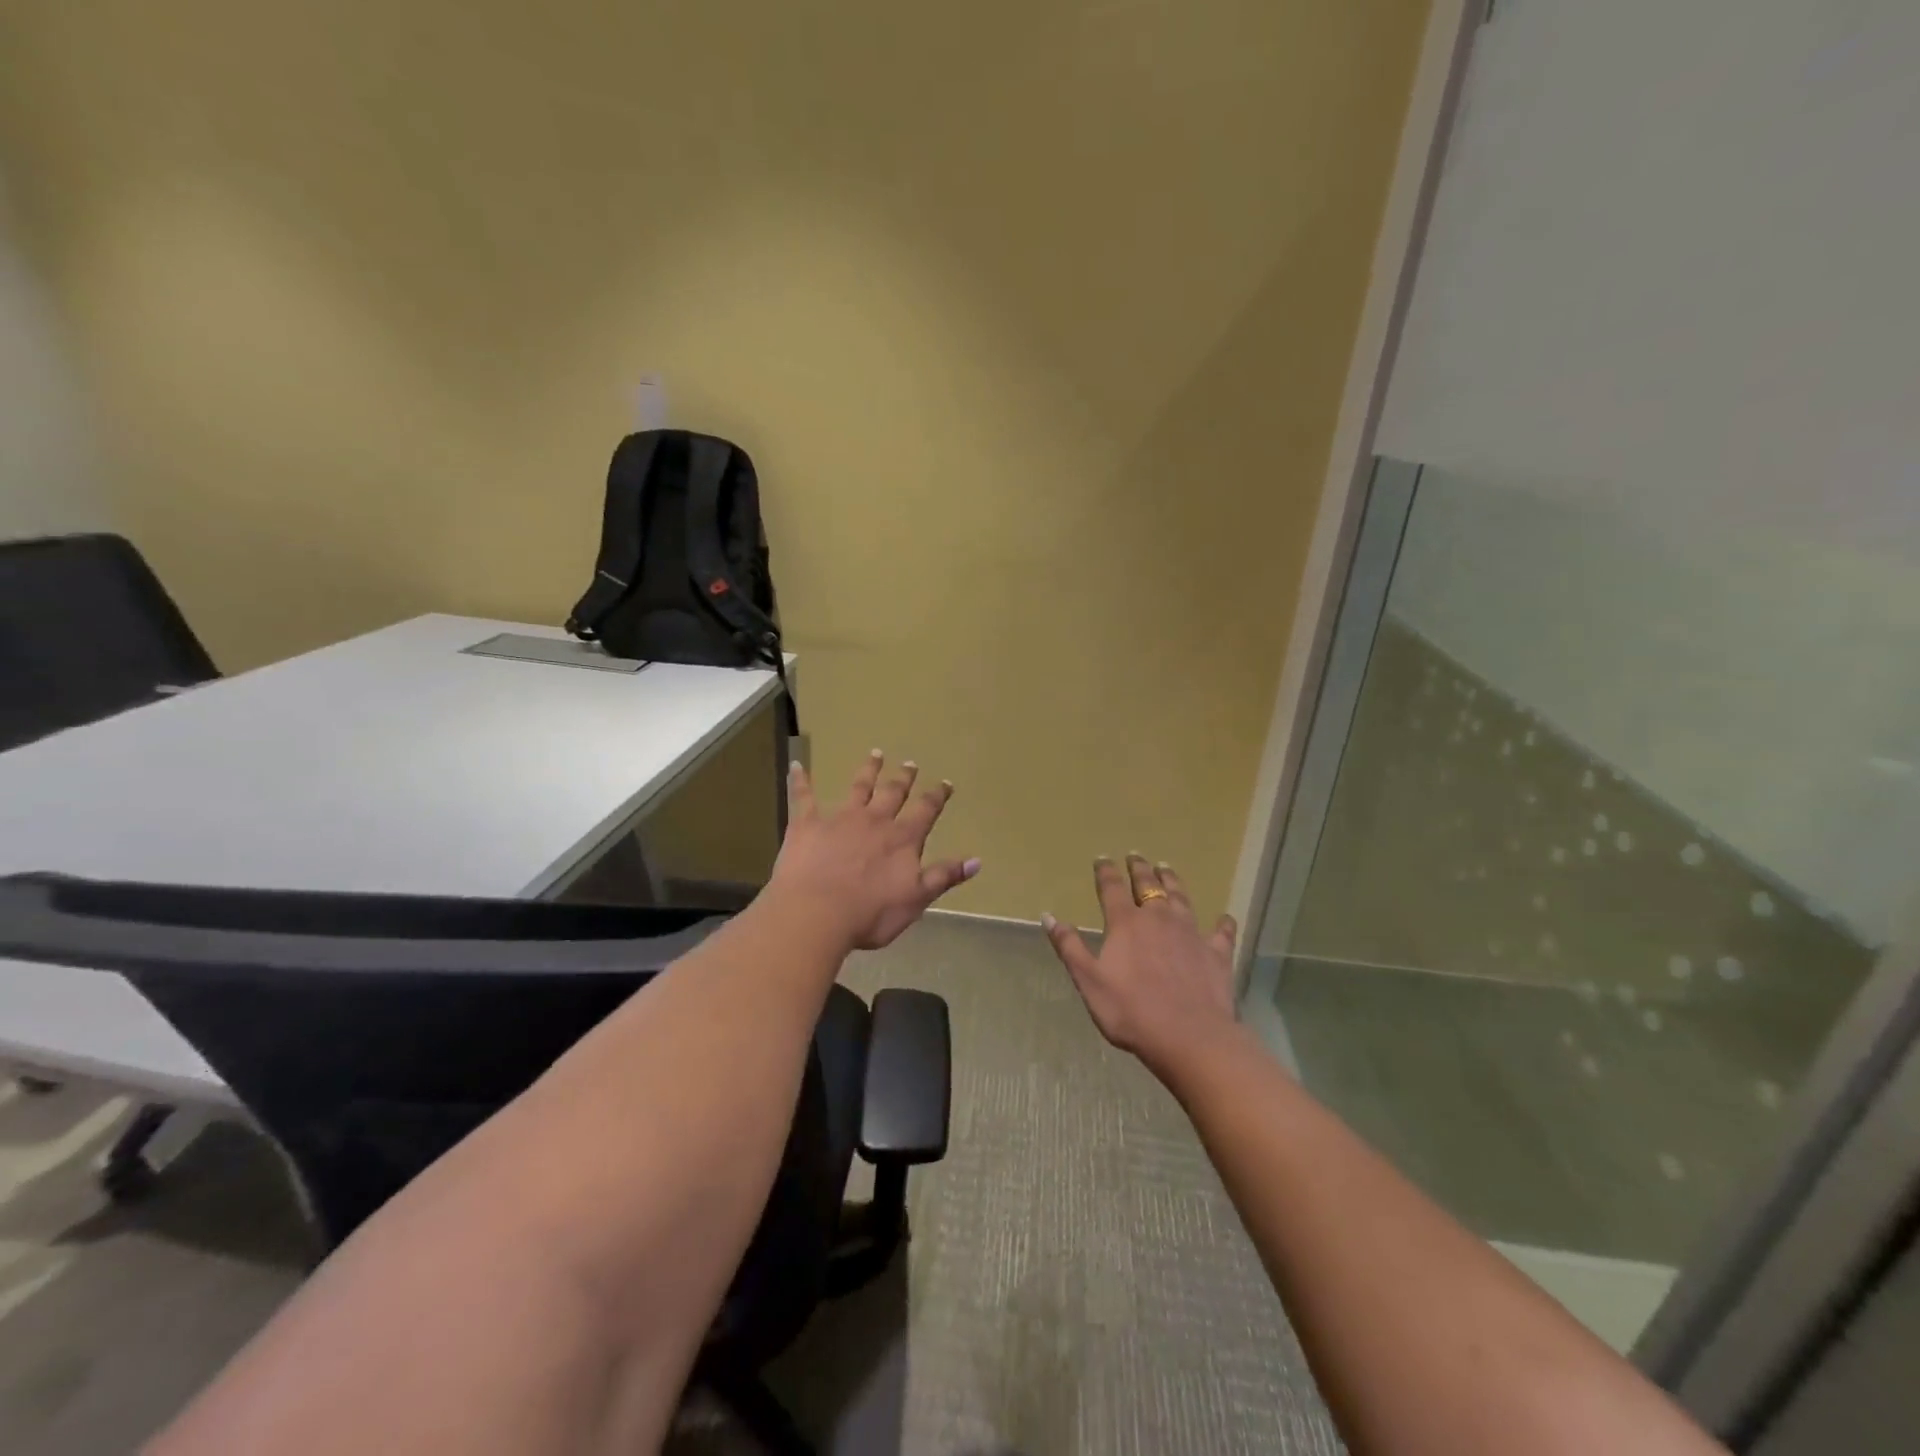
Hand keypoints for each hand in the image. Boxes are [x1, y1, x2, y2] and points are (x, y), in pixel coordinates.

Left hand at [769, 751, 979, 950]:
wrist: (817, 913)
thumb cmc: (869, 914)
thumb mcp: (916, 900)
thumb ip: (944, 876)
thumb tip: (977, 861)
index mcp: (902, 839)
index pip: (925, 811)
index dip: (937, 796)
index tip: (945, 783)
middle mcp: (875, 821)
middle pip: (893, 793)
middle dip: (904, 778)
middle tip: (910, 763)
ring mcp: (840, 819)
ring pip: (858, 788)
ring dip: (868, 770)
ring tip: (875, 754)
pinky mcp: (807, 824)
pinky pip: (803, 797)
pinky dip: (800, 780)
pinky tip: (795, 765)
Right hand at [1042, 855, 1242, 1082]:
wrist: (1189, 1037)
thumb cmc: (1131, 1011)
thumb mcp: (1088, 981)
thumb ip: (1069, 947)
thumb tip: (1049, 916)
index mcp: (1126, 923)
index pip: (1111, 888)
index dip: (1105, 872)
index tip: (1102, 858)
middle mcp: (1159, 919)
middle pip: (1148, 885)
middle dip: (1139, 869)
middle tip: (1136, 856)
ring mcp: (1191, 933)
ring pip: (1181, 898)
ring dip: (1172, 881)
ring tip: (1167, 868)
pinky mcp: (1216, 953)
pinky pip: (1220, 932)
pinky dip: (1222, 924)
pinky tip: (1224, 918)